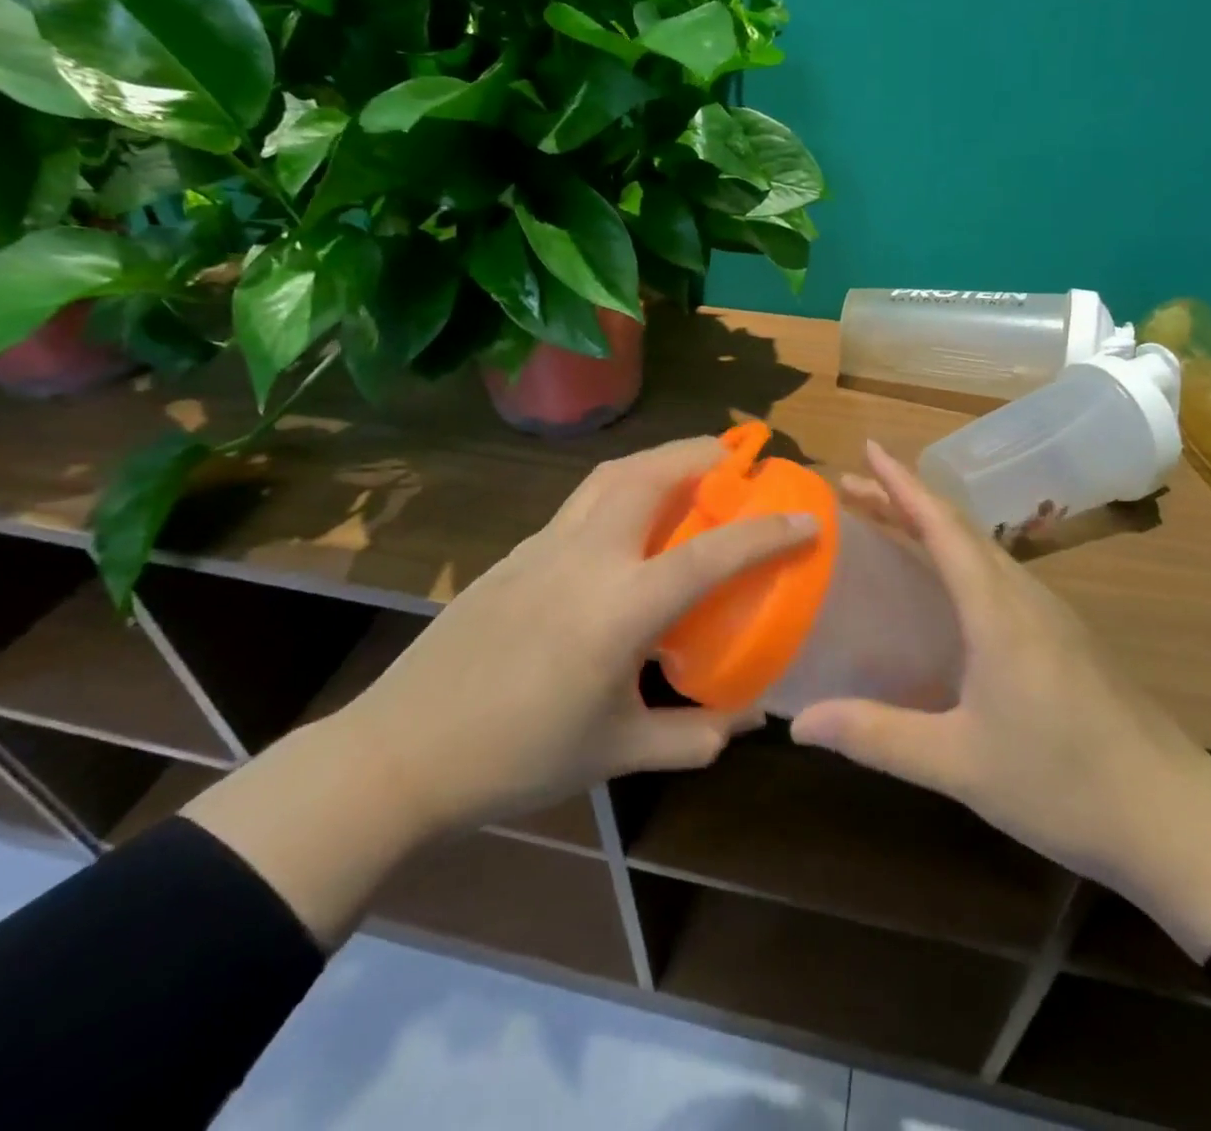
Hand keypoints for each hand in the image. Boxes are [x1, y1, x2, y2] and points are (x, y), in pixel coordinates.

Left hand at [343, 435, 817, 836]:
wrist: (404, 750)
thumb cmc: (520, 756)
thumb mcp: (618, 753)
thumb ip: (692, 736)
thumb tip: (746, 720)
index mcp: (622, 607)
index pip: (713, 553)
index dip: (768, 532)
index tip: (807, 518)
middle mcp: (587, 556)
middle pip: (652, 474)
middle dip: (703, 453)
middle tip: (738, 458)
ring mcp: (545, 545)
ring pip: (611, 475)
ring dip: (659, 459)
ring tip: (689, 470)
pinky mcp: (516, 551)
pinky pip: (582, 501)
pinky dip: (621, 488)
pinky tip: (627, 522)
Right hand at [791, 442, 1210, 959]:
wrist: (1178, 819)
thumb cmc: (1064, 783)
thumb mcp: (958, 764)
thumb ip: (876, 736)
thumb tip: (798, 723)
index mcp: (998, 610)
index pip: (941, 526)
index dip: (901, 484)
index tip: (868, 448)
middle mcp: (1025, 597)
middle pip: (959, 528)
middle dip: (905, 500)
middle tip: (853, 489)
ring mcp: (1052, 616)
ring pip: (983, 550)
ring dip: (933, 527)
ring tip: (889, 525)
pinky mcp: (1066, 640)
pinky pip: (999, 577)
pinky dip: (959, 559)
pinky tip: (947, 590)